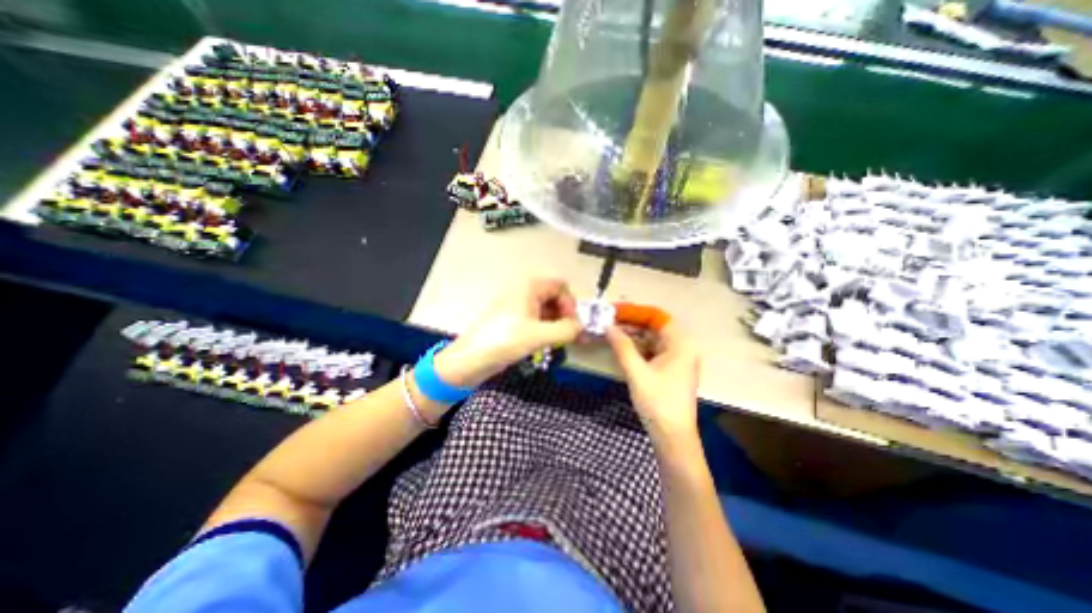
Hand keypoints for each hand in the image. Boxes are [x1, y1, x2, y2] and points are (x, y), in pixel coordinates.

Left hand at [436, 277, 588, 386]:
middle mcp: (525, 291)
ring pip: (547, 309)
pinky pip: (538, 319)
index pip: (561, 286)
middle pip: (555, 297)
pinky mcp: (515, 319)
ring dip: (558, 324)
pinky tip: (550, 342)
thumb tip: (581, 328)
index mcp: (529, 286)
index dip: (571, 304)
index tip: (573, 324)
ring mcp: (519, 305)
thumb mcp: (539, 335)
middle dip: (566, 315)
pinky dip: (547, 329)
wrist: (472, 358)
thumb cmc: (504, 340)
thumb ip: (567, 329)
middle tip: (573, 336)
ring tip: (563, 342)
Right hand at [606, 318, 699, 441]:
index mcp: (680, 345)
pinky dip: (637, 347)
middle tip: (609, 320)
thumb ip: (622, 347)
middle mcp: (681, 348)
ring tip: (611, 331)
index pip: (658, 317)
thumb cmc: (658, 403)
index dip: (636, 311)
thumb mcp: (637, 373)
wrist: (673, 437)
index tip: (615, 310)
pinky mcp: (669, 370)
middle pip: (655, 327)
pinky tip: (622, 346)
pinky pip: (652, 351)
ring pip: (652, 339)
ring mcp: (676, 360)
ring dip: (633, 334)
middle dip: (632, 323)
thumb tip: (608, 326)